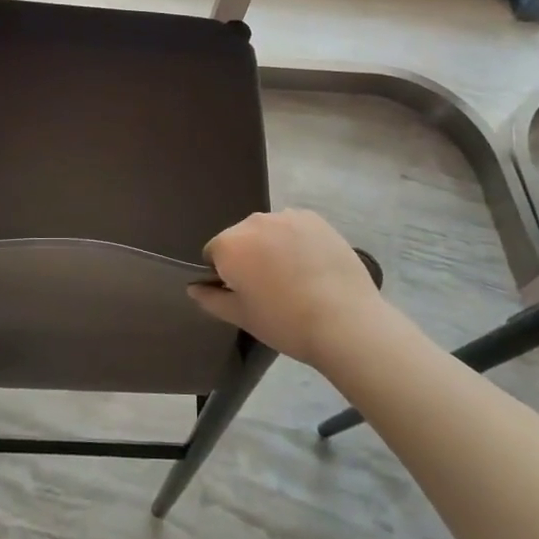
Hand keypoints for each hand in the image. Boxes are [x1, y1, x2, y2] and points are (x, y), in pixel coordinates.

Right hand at [188, 209, 399, 371]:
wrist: (345, 321)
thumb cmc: (285, 322)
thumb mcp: (241, 316)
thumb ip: (211, 299)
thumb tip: (193, 288)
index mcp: (230, 244)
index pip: (214, 254)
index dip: (225, 275)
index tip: (245, 294)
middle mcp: (253, 221)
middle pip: (241, 238)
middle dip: (249, 257)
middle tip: (270, 288)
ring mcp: (286, 216)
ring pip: (268, 230)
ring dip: (272, 246)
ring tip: (295, 277)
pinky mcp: (315, 218)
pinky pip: (294, 226)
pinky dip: (297, 240)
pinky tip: (313, 265)